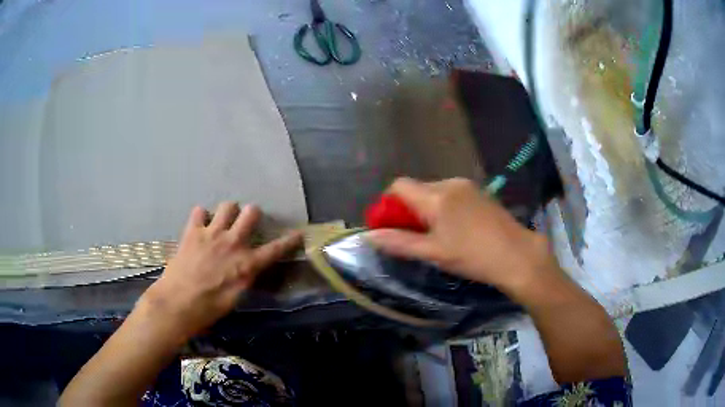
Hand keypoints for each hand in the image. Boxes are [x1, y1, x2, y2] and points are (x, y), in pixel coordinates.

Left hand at [139, 202, 302, 339]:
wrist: (178, 303)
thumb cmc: (209, 308)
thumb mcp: (235, 298)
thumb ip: (244, 278)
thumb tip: (247, 269)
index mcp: (246, 264)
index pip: (275, 249)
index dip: (289, 240)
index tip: (298, 233)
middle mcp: (232, 243)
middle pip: (251, 213)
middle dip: (252, 214)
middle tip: (247, 221)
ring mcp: (212, 234)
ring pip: (227, 206)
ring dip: (228, 212)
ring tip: (223, 221)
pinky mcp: (192, 231)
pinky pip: (199, 211)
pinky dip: (201, 217)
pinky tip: (199, 226)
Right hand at [366, 178, 555, 296]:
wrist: (517, 255)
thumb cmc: (473, 256)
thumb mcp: (433, 253)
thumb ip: (399, 242)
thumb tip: (368, 236)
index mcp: (436, 196)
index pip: (399, 185)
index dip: (389, 204)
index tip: (392, 226)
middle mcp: (450, 183)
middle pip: (417, 189)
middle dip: (409, 209)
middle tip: (415, 236)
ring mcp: (468, 186)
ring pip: (435, 191)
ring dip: (427, 209)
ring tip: (438, 235)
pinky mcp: (480, 192)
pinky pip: (452, 194)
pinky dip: (444, 207)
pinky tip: (457, 229)